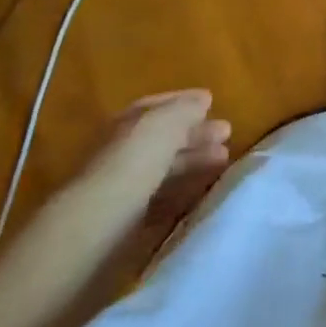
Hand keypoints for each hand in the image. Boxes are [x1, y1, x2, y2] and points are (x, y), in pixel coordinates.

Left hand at [83, 90, 233, 231]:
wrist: (98, 226)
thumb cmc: (133, 163)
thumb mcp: (163, 124)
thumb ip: (185, 109)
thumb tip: (203, 100)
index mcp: (124, 126)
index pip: (155, 108)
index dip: (184, 102)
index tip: (213, 102)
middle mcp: (120, 153)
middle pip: (161, 139)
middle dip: (195, 134)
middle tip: (227, 133)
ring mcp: (122, 189)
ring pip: (164, 168)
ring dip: (194, 161)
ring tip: (224, 160)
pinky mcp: (127, 221)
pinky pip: (162, 197)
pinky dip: (184, 189)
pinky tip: (202, 190)